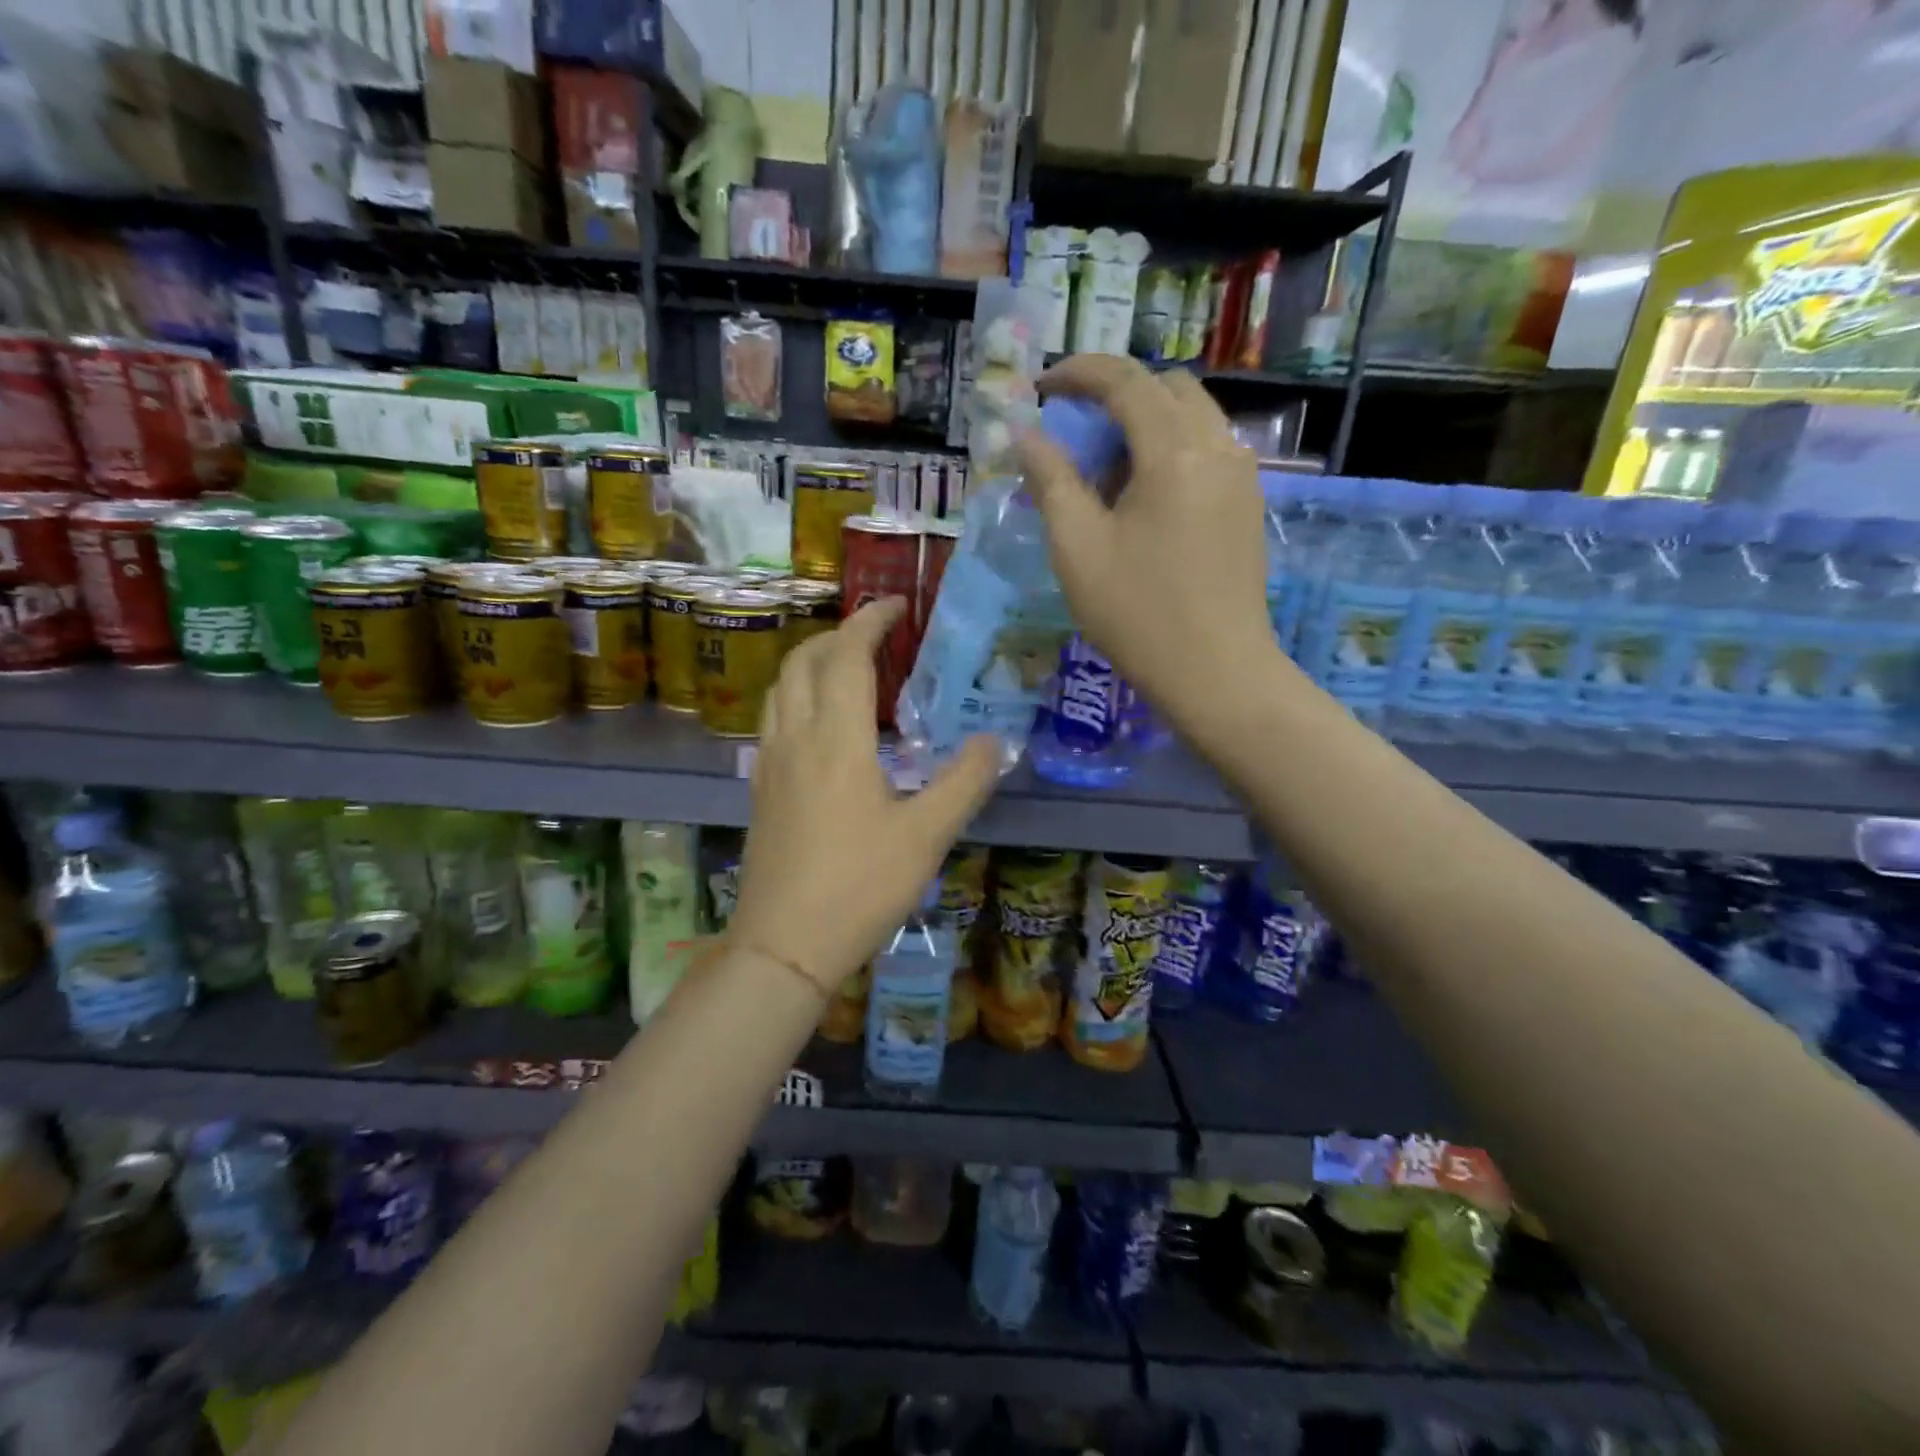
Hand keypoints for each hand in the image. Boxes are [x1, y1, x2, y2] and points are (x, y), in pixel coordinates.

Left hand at [728, 599, 1001, 988]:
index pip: (847, 656)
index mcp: (836, 740)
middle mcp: (795, 738)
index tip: (897, 604)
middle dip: (837, 634)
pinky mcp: (761, 789)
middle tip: (877, 636)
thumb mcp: (926, 836)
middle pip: (803, 660)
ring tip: (849, 670)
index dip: (870, 621)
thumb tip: (994, 742)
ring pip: (781, 688)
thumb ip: (964, 782)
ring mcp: (770, 764)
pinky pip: (774, 719)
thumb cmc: (859, 887)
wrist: (783, 944)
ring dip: (812, 662)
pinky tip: (823, 726)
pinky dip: (798, 695)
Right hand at [1018, 356, 1275, 725]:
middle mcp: (1218, 447)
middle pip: (1166, 387)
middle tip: (1074, 431)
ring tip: (1106, 470)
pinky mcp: (1248, 503)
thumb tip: (1027, 435)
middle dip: (1115, 394)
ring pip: (1192, 415)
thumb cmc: (1137, 614)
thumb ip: (1051, 481)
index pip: (1126, 381)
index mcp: (1173, 452)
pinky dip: (1171, 447)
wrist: (1216, 672)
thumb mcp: (1077, 549)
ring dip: (1145, 421)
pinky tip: (1144, 495)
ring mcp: (1241, 474)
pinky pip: (1208, 448)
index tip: (1041, 387)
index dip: (1079, 372)